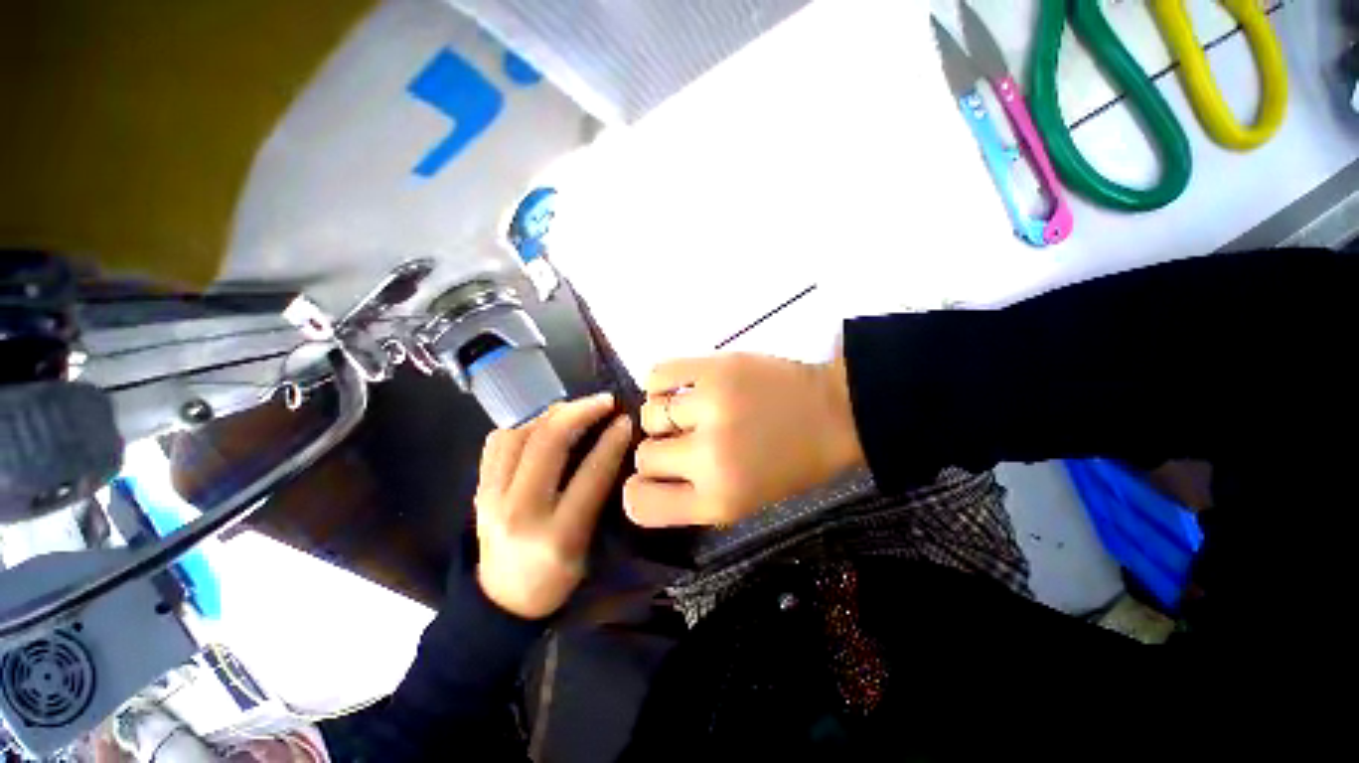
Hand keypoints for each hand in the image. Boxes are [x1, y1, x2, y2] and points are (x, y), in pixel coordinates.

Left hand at [474, 393, 631, 618]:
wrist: (502, 601)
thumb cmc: (556, 578)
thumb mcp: (588, 544)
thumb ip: (599, 494)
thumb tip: (612, 443)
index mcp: (558, 535)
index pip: (590, 474)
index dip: (611, 441)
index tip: (625, 420)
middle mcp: (519, 512)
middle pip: (547, 443)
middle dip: (580, 412)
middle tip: (604, 401)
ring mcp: (490, 498)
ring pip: (519, 434)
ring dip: (552, 413)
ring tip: (576, 409)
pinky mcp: (478, 489)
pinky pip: (498, 441)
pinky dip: (524, 424)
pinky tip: (543, 423)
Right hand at [624, 353, 864, 527]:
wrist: (837, 414)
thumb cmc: (793, 463)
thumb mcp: (743, 501)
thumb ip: (691, 495)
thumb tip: (644, 472)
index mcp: (718, 501)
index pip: (640, 503)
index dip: (639, 489)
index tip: (653, 477)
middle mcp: (708, 458)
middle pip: (643, 455)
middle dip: (660, 449)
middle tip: (686, 439)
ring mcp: (711, 407)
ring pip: (649, 414)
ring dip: (665, 415)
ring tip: (693, 410)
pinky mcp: (715, 368)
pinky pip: (657, 375)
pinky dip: (661, 383)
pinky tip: (682, 387)